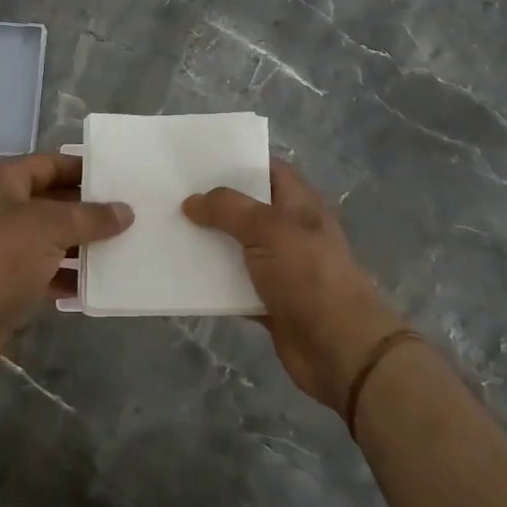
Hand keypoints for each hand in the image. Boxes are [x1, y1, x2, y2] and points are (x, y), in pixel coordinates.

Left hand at [0, 153, 132, 370]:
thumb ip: (91, 217)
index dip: (83, 169)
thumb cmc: (2, 255)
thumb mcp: (51, 226)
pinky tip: (98, 284)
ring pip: (51, 238)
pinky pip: (45, 270)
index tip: (120, 178)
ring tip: (124, 247)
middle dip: (88, 210)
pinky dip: (68, 275)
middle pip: (53, 201)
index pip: (50, 164)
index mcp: (4, 181)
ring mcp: (2, 246)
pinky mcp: (6, 281)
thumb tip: (126, 211)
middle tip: (130, 214)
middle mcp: (1, 208)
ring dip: (82, 245)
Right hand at [183, 159, 405, 410]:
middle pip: (246, 208)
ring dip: (208, 242)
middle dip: (213, 202)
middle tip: (172, 192)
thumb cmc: (308, 275)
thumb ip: (228, 209)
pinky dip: (211, 281)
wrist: (339, 347)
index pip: (267, 169)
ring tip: (167, 229)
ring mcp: (279, 267)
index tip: (198, 159)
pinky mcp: (267, 300)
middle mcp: (289, 231)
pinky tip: (181, 273)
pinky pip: (232, 284)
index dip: (237, 160)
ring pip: (236, 247)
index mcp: (298, 204)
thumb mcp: (268, 229)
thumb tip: (191, 201)